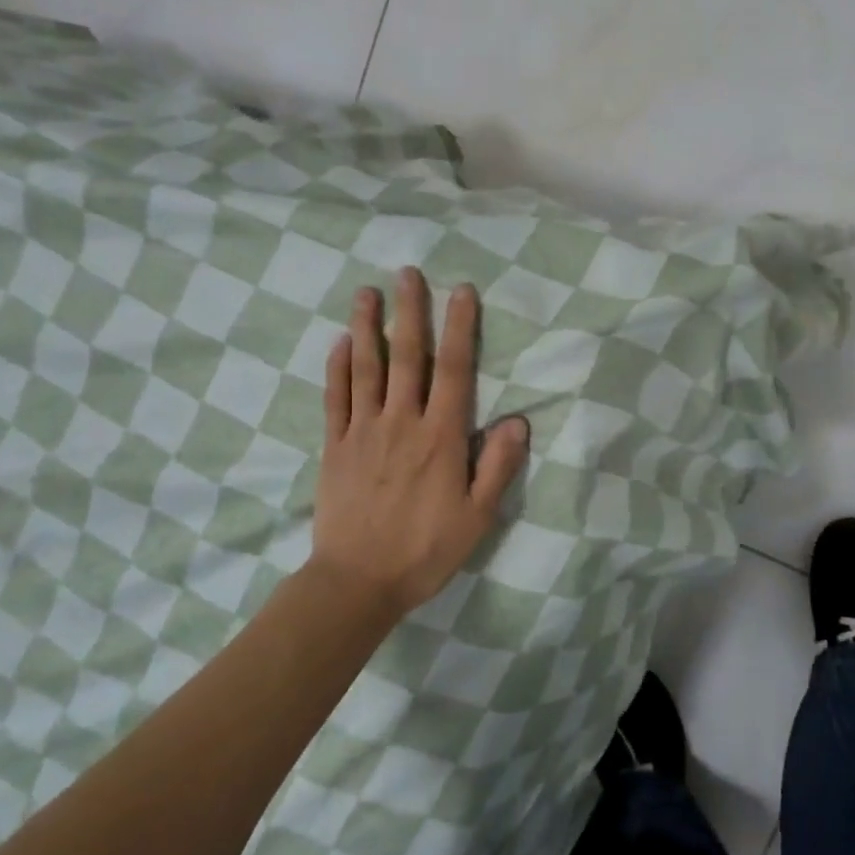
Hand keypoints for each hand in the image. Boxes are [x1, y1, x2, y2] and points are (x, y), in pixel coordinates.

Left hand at [308, 268, 529, 616]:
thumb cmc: (425, 551)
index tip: (461, 291)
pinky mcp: (335, 446)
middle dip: (410, 311)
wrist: (358, 581)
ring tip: (366, 292)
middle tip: (408, 272)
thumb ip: (497, 466)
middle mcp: (402, 423)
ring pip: (367, 368)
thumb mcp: (477, 517)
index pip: (454, 370)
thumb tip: (519, 421)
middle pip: (407, 356)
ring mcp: (363, 431)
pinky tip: (339, 343)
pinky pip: (336, 398)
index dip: (460, 327)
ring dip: (367, 327)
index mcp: (441, 437)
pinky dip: (337, 368)